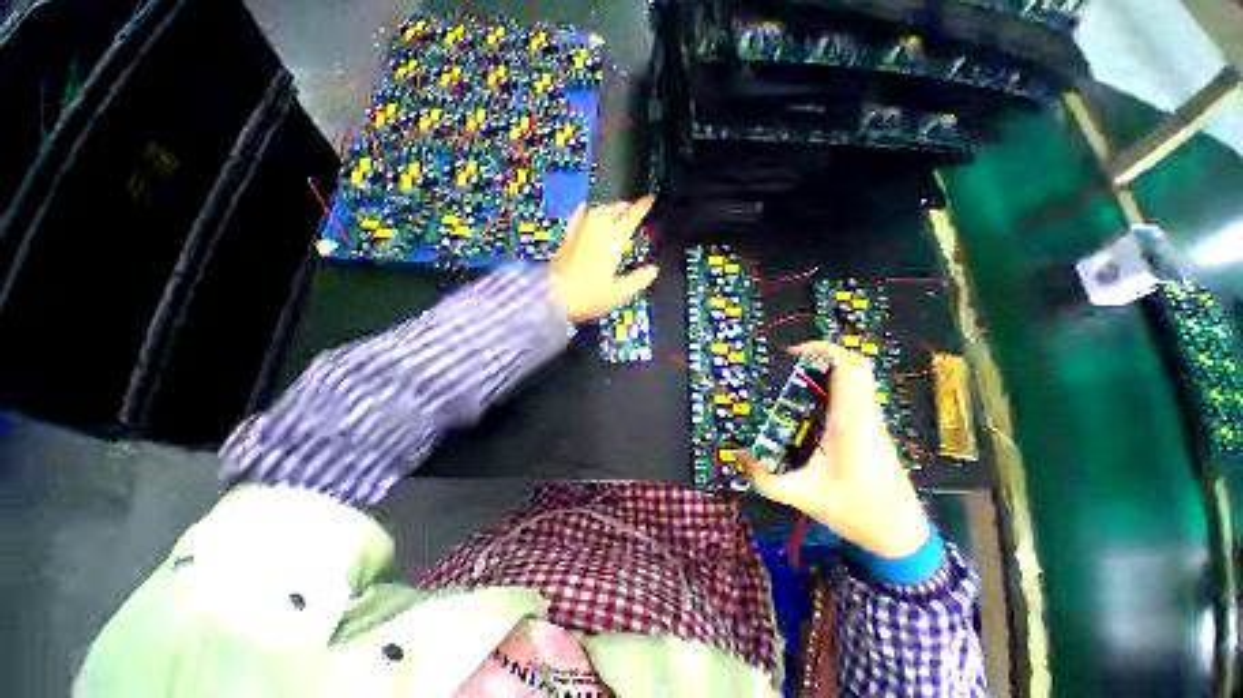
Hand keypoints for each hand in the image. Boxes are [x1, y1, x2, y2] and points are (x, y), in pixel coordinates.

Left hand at [550, 197, 659, 322]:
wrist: (554, 296)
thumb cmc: (588, 296)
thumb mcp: (620, 293)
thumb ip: (639, 280)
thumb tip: (653, 270)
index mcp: (612, 242)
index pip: (630, 218)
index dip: (641, 207)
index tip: (649, 198)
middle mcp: (596, 232)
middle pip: (613, 210)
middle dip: (625, 205)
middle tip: (634, 205)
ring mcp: (580, 233)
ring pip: (597, 210)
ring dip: (609, 207)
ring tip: (616, 208)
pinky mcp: (567, 239)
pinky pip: (578, 218)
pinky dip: (585, 211)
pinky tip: (585, 208)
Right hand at [738, 342, 929, 558]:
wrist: (900, 535)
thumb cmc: (856, 511)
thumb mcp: (802, 495)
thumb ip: (765, 478)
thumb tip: (738, 455)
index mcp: (851, 422)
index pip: (849, 369)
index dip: (824, 350)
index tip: (793, 353)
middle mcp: (865, 414)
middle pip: (857, 366)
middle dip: (825, 354)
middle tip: (792, 362)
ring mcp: (872, 421)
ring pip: (859, 378)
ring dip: (830, 369)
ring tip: (796, 379)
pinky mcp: (872, 429)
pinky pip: (857, 393)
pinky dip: (836, 385)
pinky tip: (811, 404)